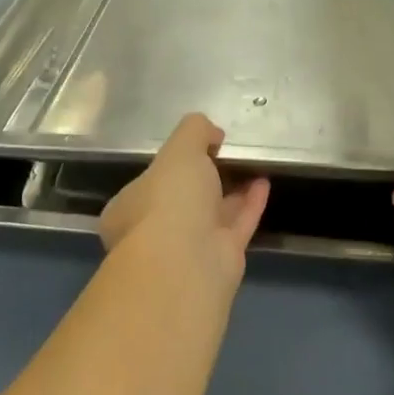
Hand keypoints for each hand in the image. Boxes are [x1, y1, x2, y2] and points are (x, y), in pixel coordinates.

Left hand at [99, 114, 270, 292]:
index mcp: (129, 209)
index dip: (169, 165)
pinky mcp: (220, 261)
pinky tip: (264, 183)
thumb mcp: (179, 149)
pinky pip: (237, 225)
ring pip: (212, 214)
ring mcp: (188, 250)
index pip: (148, 183)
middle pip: (182, 201)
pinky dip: (250, 204)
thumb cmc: (169, 199)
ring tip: (251, 164)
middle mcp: (155, 232)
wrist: (187, 263)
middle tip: (225, 155)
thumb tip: (211, 133)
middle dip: (203, 179)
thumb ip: (194, 131)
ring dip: (231, 190)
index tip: (194, 148)